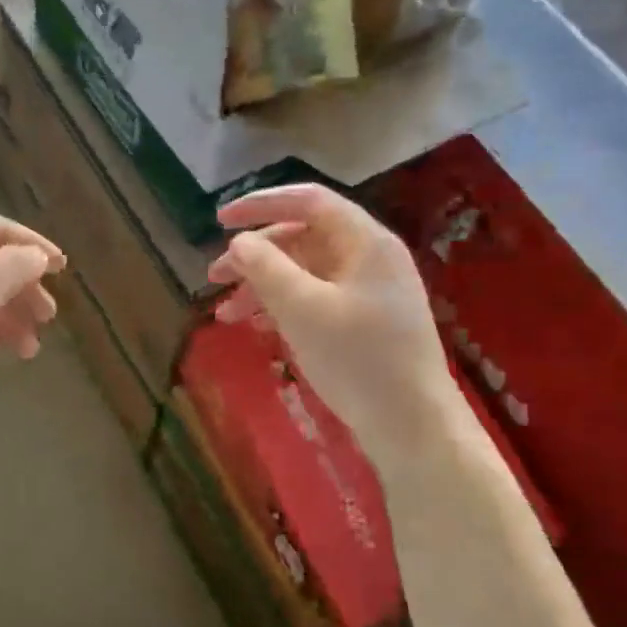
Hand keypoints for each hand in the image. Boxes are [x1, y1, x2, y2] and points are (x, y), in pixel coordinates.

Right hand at [209, 185, 459, 453]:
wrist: (412, 426)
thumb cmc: (359, 360)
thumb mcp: (303, 310)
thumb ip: (266, 269)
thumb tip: (238, 243)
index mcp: (365, 242)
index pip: (308, 201)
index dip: (260, 204)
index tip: (219, 221)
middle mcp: (369, 258)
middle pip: (303, 238)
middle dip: (254, 255)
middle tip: (214, 277)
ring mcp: (369, 292)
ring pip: (305, 272)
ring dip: (262, 286)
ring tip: (226, 314)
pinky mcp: (364, 323)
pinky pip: (315, 299)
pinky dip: (282, 307)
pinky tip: (257, 327)